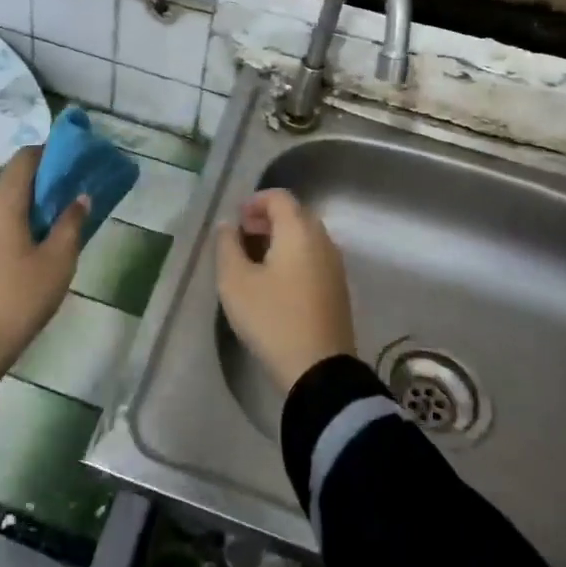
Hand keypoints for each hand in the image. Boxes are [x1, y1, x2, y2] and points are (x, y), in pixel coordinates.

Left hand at [0, 146, 86, 379]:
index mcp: (0, 200)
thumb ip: (70, 224)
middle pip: (11, 183)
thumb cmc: (14, 301)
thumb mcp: (55, 265)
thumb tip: (80, 197)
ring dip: (20, 213)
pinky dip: (1, 231)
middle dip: (39, 190)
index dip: (51, 155)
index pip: (26, 157)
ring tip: (43, 239)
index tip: (72, 169)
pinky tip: (15, 258)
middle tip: (65, 210)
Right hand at [215, 188, 354, 392]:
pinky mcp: (338, 288)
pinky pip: (314, 256)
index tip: (236, 219)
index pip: (279, 197)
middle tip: (242, 235)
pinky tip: (276, 280)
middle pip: (296, 214)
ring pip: (306, 236)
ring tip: (255, 258)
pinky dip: (294, 255)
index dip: (255, 201)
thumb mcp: (235, 282)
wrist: (318, 369)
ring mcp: (335, 264)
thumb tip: (227, 225)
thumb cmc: (272, 318)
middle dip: (267, 218)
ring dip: (281, 238)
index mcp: (299, 231)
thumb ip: (227, 246)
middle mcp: (322, 240)